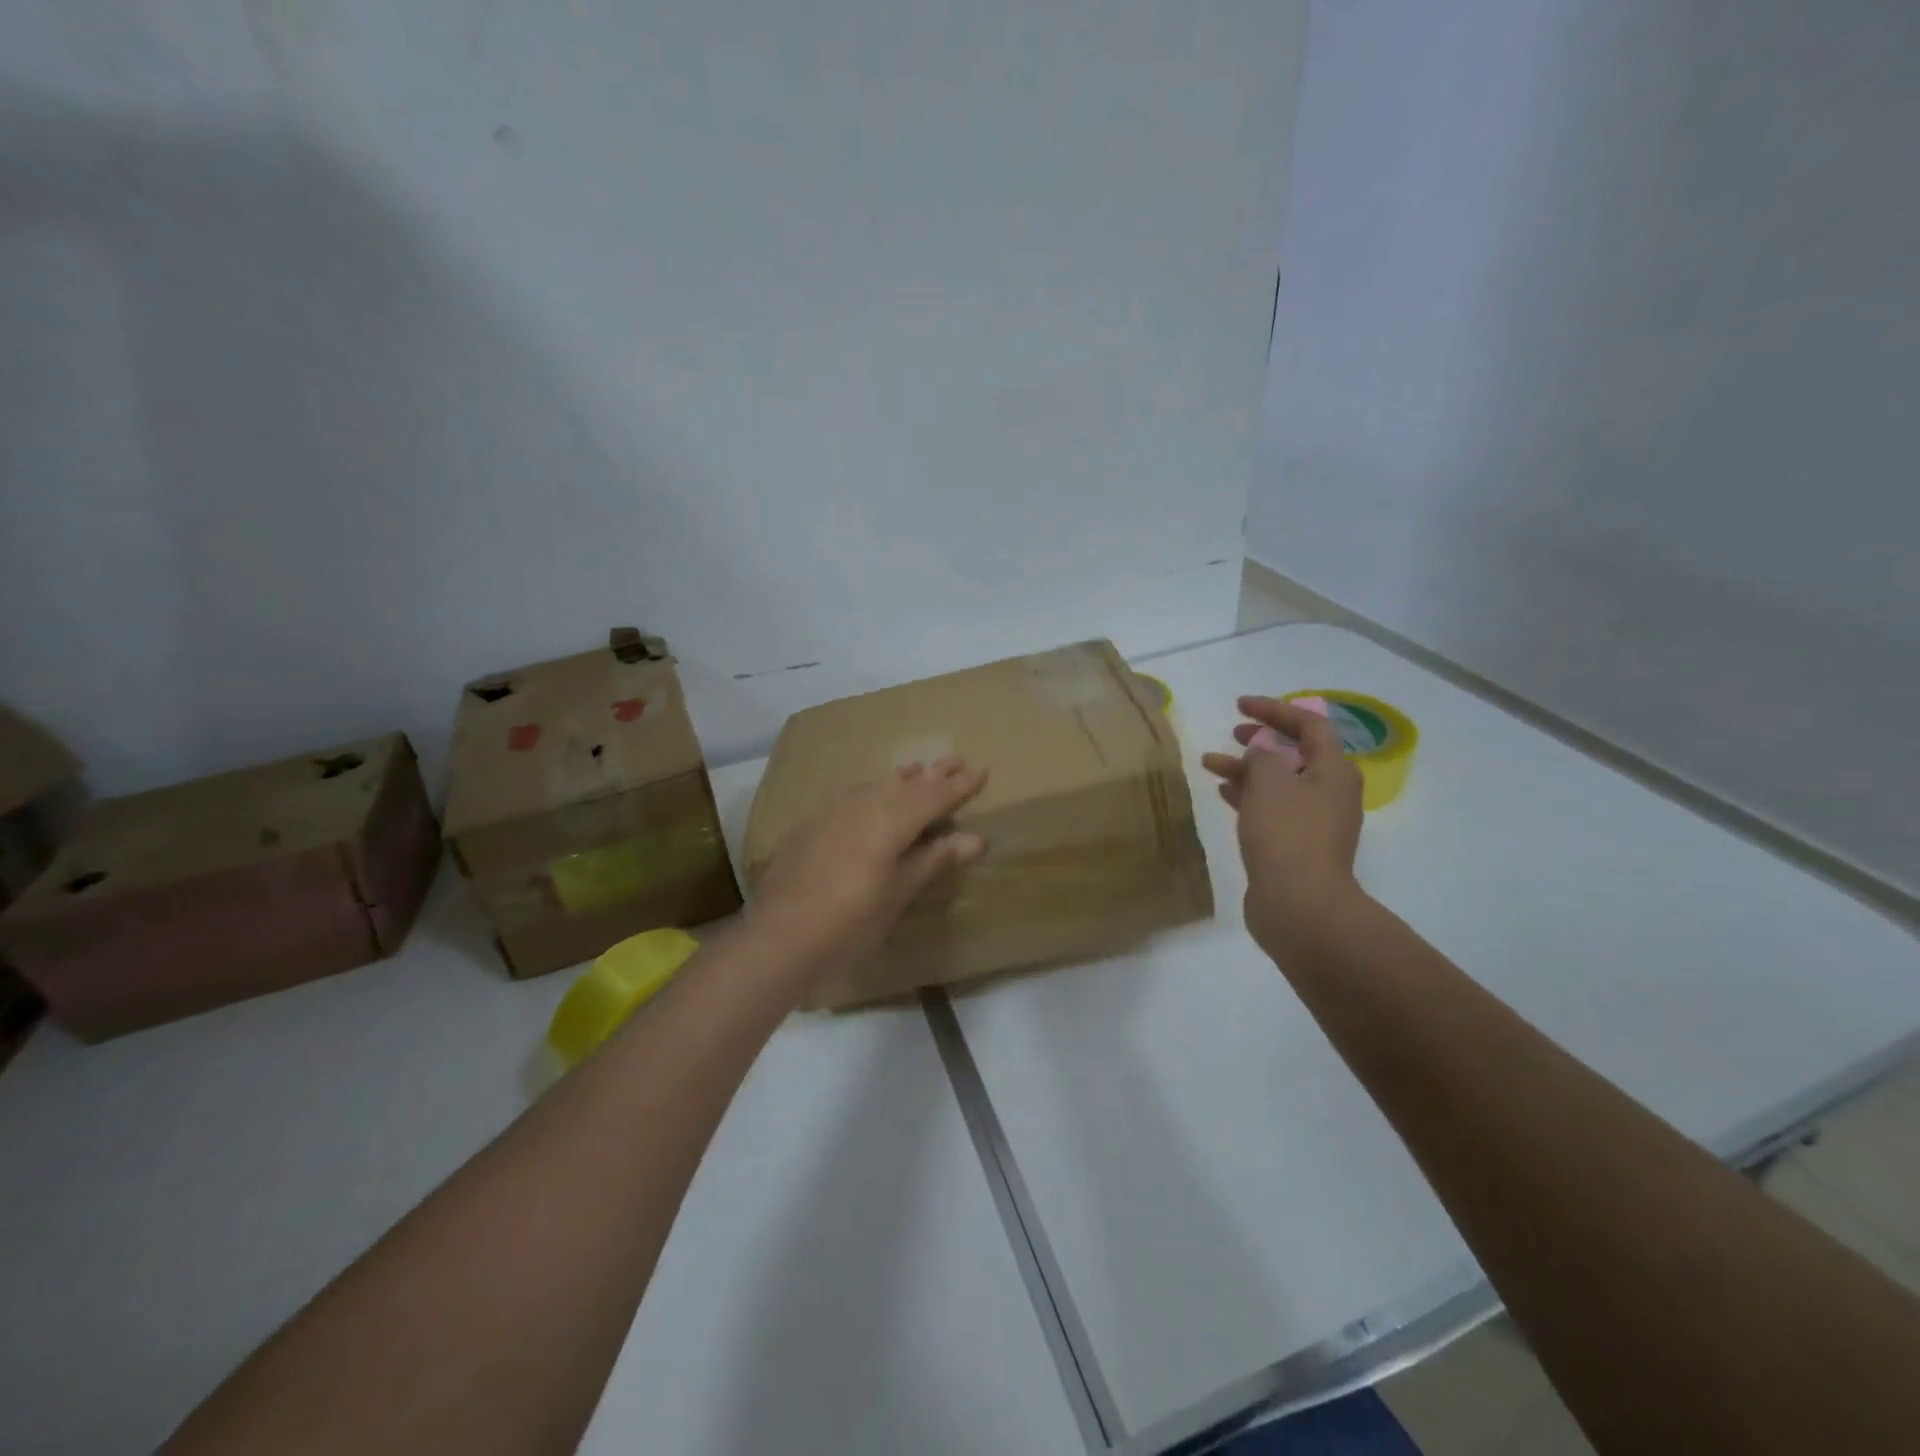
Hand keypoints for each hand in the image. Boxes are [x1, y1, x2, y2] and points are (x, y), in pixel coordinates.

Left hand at [749, 759, 988, 979]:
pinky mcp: (810, 824)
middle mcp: (861, 805)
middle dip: (932, 774)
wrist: (778, 937)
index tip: (982, 769)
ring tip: (917, 769)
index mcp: (889, 821)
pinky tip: (870, 795)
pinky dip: (871, 791)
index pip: (933, 796)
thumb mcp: (898, 894)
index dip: (959, 785)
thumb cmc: (849, 923)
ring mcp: (831, 811)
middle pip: (905, 784)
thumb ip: (933, 859)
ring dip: (900, 779)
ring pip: (875, 785)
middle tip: (955, 759)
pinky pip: (850, 796)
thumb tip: (975, 838)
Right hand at [1202, 696, 1364, 960]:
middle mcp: (1330, 793)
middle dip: (1263, 739)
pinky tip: (1223, 794)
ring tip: (1211, 763)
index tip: (1240, 705)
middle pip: (1296, 753)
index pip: (1310, 725)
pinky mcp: (1297, 846)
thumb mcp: (1268, 782)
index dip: (1275, 710)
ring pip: (1279, 782)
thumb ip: (1260, 758)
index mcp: (1334, 771)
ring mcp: (1315, 822)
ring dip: (1247, 769)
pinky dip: (1248, 796)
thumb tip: (1259, 758)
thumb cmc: (1287, 834)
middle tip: (1233, 732)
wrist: (1299, 905)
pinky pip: (1272, 808)